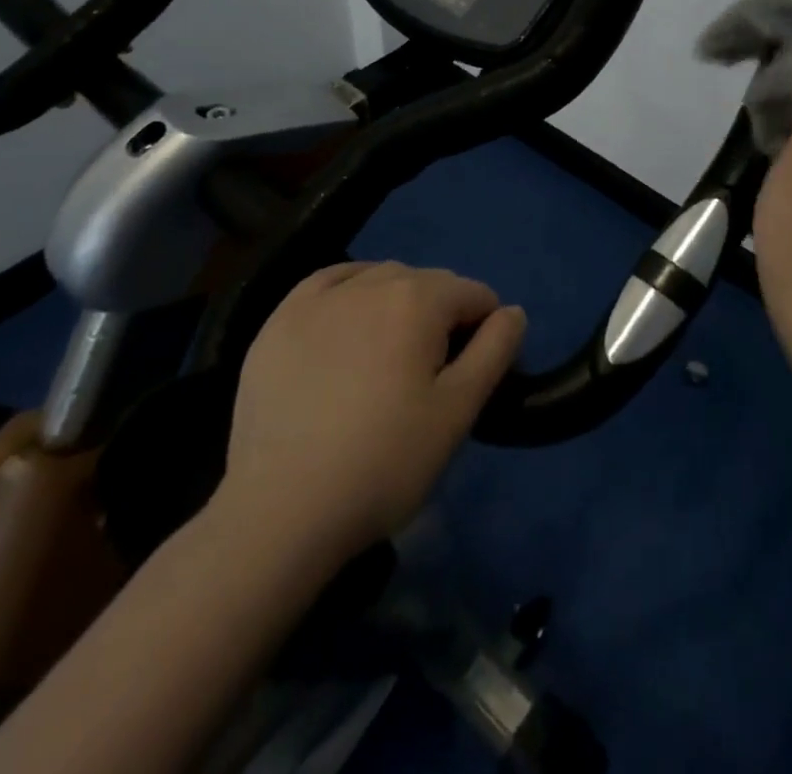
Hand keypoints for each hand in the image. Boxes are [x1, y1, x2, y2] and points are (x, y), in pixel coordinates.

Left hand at [213, 261, 525, 560]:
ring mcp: (319, 298)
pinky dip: (350, 292)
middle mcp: (372, 281)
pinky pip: (329, 282)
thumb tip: (512, 312)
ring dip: (397, 304)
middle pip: (428, 284)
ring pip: (380, 279)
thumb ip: (495, 350)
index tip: (472, 377)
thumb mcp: (459, 411)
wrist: (280, 513)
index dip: (485, 332)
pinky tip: (347, 322)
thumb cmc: (385, 463)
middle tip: (430, 376)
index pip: (474, 295)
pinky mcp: (279, 320)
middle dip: (442, 316)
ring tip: (387, 358)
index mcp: (419, 298)